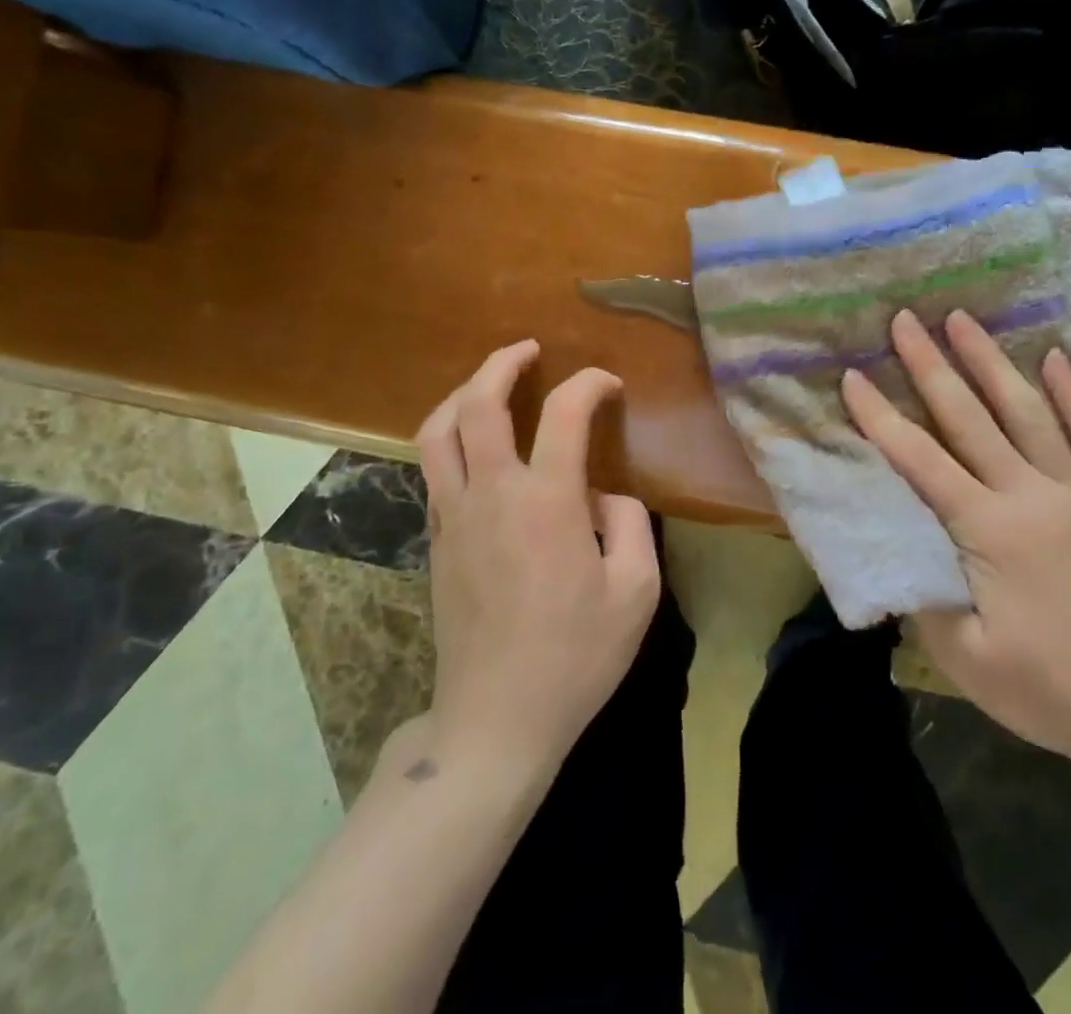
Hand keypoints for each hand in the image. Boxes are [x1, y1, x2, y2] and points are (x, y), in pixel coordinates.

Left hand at [415, 341, 661, 780]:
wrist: (496, 719)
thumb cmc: (575, 657)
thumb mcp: (636, 591)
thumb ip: (630, 524)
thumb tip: (604, 496)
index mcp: (546, 501)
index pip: (564, 412)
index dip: (589, 384)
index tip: (608, 385)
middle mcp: (491, 494)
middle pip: (478, 403)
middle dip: (502, 363)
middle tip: (528, 350)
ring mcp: (453, 516)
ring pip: (437, 431)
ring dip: (463, 393)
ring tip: (489, 383)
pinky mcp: (436, 539)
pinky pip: (433, 468)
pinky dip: (450, 436)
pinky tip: (474, 445)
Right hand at [842, 309, 1070, 769]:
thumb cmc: (1050, 689)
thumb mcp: (965, 657)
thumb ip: (921, 595)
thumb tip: (891, 548)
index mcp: (989, 531)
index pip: (920, 460)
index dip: (881, 417)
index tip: (853, 377)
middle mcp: (1033, 495)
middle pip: (970, 417)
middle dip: (931, 365)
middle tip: (905, 319)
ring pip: (1030, 411)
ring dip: (992, 361)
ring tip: (964, 319)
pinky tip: (1057, 356)